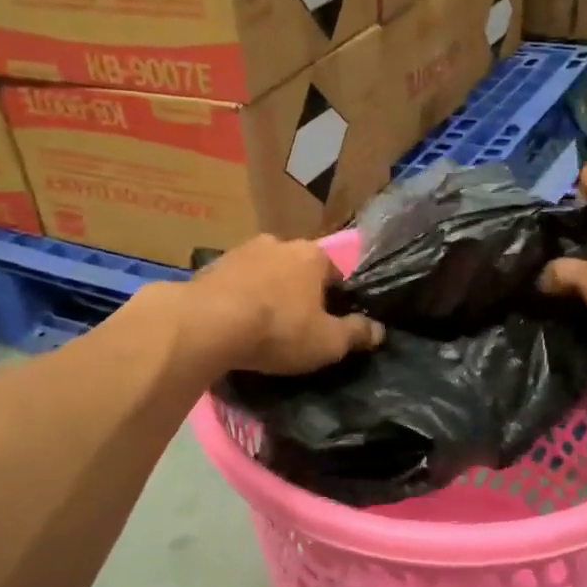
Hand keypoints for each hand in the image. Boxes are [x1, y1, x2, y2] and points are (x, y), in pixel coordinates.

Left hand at [189, 236, 384, 374]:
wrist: (207, 323)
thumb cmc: (278, 330)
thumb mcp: (328, 342)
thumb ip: (356, 334)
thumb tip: (379, 330)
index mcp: (313, 256)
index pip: (334, 274)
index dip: (334, 300)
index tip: (327, 324)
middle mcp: (279, 243)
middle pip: (297, 270)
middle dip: (297, 292)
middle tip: (293, 326)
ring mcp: (241, 251)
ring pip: (264, 273)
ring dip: (265, 292)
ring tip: (259, 326)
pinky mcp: (210, 266)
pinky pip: (234, 283)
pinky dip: (237, 298)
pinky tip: (232, 323)